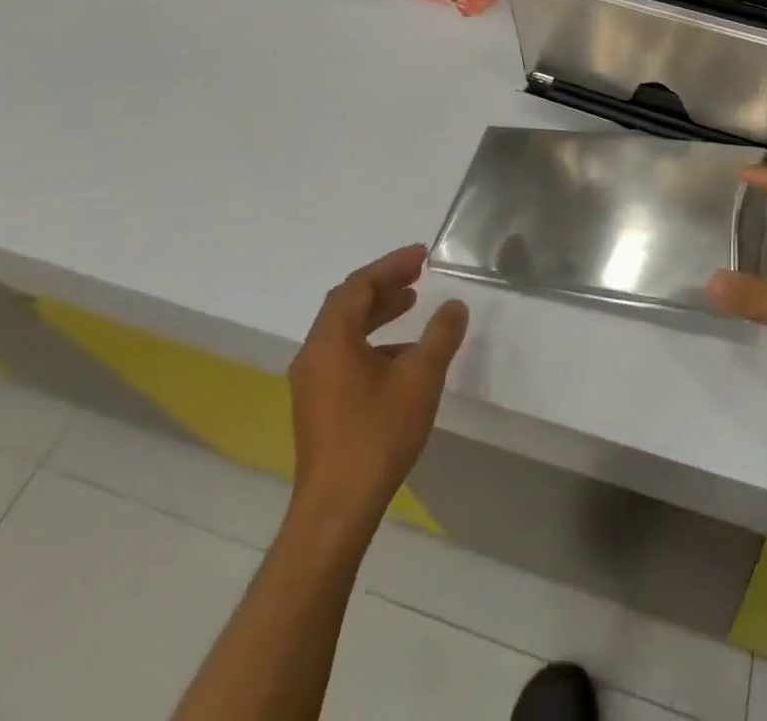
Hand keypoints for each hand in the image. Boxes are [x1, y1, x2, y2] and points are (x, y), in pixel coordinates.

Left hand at [288, 245, 467, 530]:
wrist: (336, 510)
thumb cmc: (376, 435)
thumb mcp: (420, 379)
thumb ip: (440, 336)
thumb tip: (454, 306)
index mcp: (331, 340)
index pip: (359, 285)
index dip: (391, 265)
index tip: (422, 255)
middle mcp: (314, 354)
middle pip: (347, 304)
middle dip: (383, 285)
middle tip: (417, 274)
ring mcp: (312, 382)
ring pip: (345, 330)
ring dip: (378, 313)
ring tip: (412, 304)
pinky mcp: (318, 405)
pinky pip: (344, 354)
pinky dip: (372, 342)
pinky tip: (402, 357)